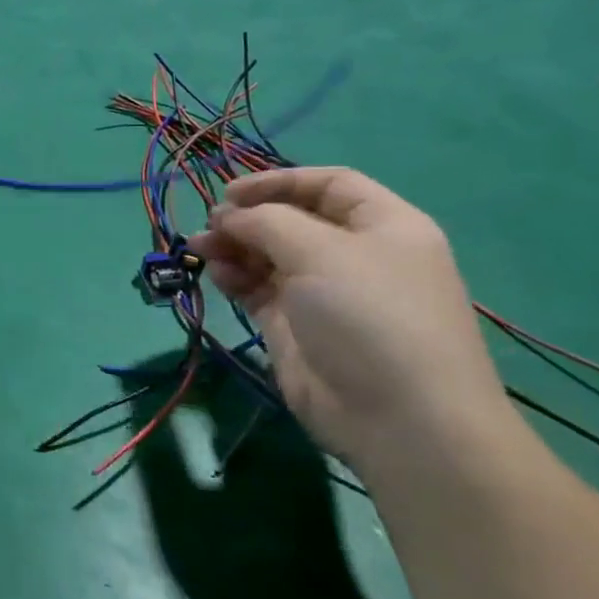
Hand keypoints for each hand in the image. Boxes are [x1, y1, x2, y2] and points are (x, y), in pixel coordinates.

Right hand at [187, 167, 510, 471]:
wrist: (398, 417)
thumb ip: (266, 221)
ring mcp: (322, 292)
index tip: (231, 192)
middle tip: (211, 226)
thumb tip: (229, 216)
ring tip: (200, 249)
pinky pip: (257, 288)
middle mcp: (353, 254)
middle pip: (291, 219)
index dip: (278, 181)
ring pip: (267, 254)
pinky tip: (217, 276)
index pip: (328, 184)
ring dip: (232, 246)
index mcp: (383, 226)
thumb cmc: (370, 315)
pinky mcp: (294, 325)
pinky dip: (234, 277)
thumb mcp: (320, 251)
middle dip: (247, 217)